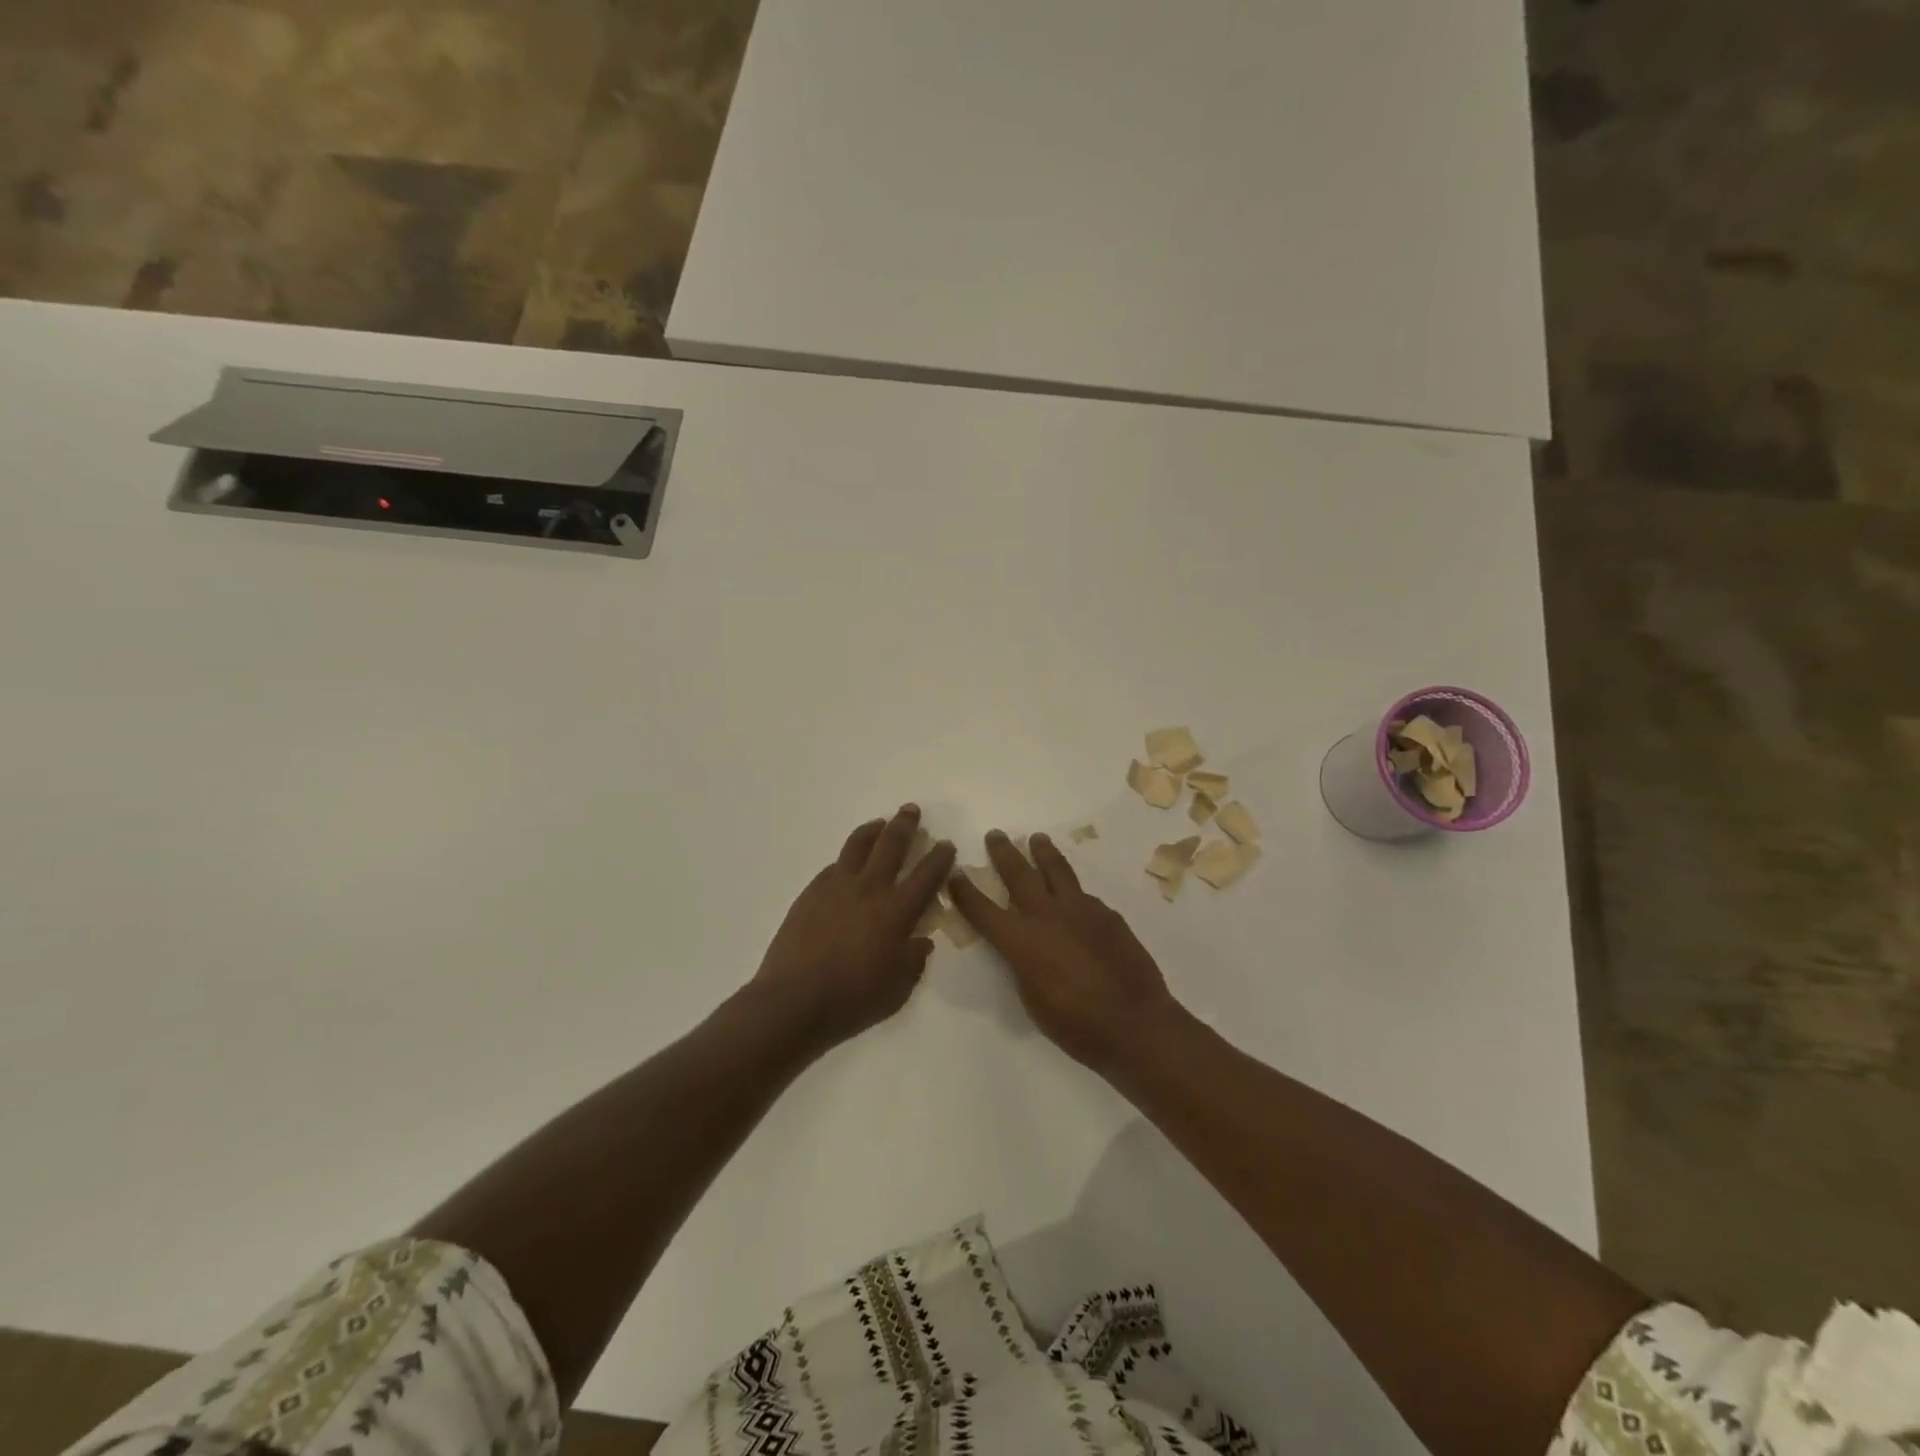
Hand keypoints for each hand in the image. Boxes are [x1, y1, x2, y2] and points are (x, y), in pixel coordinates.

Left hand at [752, 805, 956, 1049]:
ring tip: (880, 824)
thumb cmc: (853, 1000)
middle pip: (891, 844)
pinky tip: (847, 863)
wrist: (793, 1002)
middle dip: (905, 824)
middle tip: (911, 810)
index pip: (926, 874)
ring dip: (873, 830)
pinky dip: (846, 859)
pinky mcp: (810, 893)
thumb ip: (914, 959)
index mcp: (897, 911)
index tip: (946, 844)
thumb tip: (920, 940)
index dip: (940, 857)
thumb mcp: (898, 988)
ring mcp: (836, 887)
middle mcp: (869, 889)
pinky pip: (833, 866)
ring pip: (857, 845)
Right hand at [948, 830, 1183, 1072]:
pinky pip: (1083, 895)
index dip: (966, 892)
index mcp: (1021, 941)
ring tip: (1037, 838)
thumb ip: (1023, 965)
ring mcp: (1080, 910)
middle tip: (995, 835)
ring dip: (1043, 852)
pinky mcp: (1107, 914)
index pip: (984, 910)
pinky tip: (1074, 895)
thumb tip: (1024, 948)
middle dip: (1004, 853)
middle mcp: (1047, 915)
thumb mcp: (1032, 999)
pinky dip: (1072, 890)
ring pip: (1057, 870)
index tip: (955, 873)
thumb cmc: (1075, 1025)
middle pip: (1019, 874)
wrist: (1133, 1022)